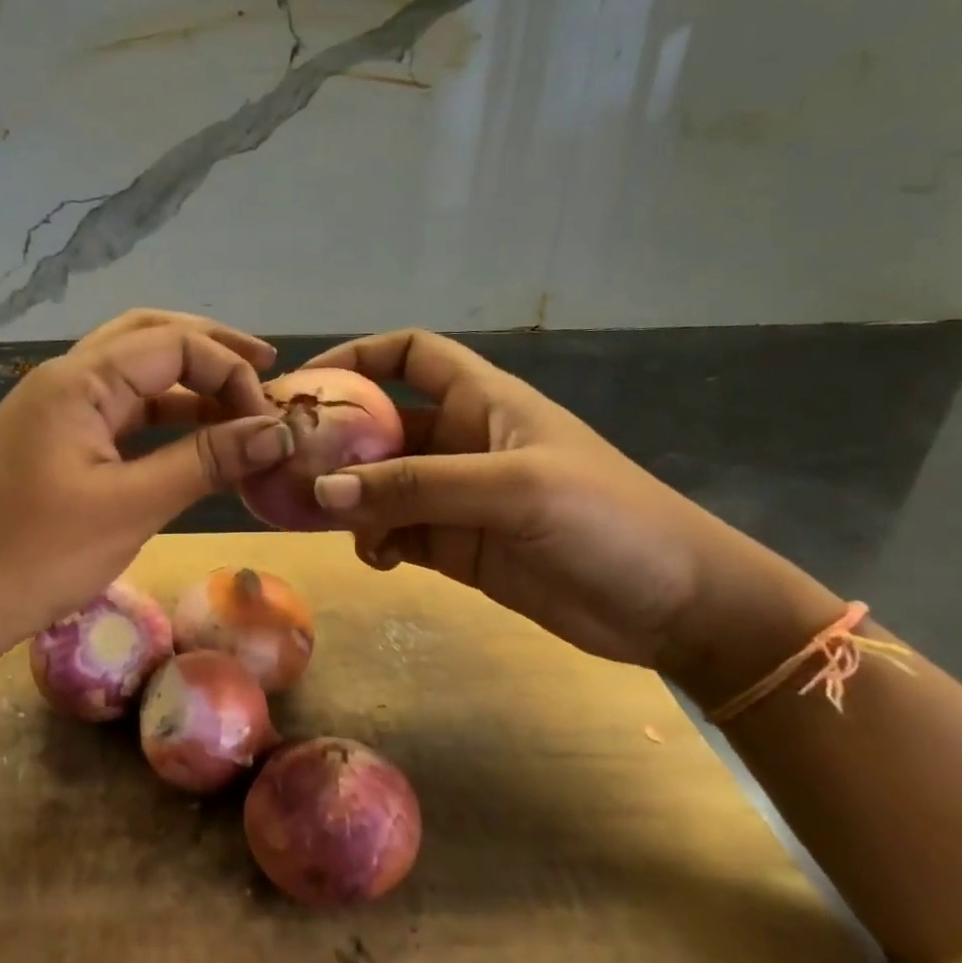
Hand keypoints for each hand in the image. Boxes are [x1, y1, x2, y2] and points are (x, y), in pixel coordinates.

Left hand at [0, 311, 291, 668]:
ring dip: (186, 381)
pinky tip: (192, 435)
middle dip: (210, 349)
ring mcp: (54, 410)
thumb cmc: (36, 556)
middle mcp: (64, 379)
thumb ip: (205, 461)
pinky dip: (160, 416)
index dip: (228, 371)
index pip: (172, 343)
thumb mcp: (131, 507)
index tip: (267, 420)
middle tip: (266, 369)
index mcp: (78, 380)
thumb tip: (277, 432)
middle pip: (148, 337)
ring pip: (132, 373)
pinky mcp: (53, 442)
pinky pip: (117, 412)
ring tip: (239, 401)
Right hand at [302, 330, 841, 694]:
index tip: (307, 381)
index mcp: (482, 402)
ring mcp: (457, 497)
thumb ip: (417, 488)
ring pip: (381, 485)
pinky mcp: (457, 547)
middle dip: (337, 443)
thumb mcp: (512, 489)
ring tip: (326, 519)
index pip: (412, 356)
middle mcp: (462, 442)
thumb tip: (325, 490)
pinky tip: (375, 558)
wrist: (673, 606)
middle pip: (382, 426)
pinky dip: (375, 541)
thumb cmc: (606, 519)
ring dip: (351, 499)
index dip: (360, 357)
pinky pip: (396, 533)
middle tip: (287, 466)